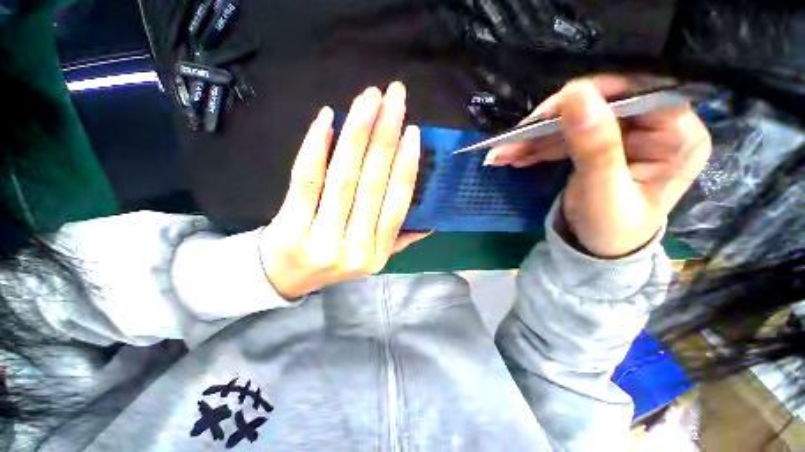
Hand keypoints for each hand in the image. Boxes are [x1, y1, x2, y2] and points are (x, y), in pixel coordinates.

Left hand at [260, 83, 428, 298]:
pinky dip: (317, 146)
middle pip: (371, 184)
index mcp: (377, 253)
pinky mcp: (291, 225)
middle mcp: (354, 247)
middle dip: (386, 136)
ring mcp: (322, 237)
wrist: (285, 277)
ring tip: (369, 99)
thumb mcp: (372, 259)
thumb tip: (429, 224)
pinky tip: (328, 118)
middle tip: (394, 97)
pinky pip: (307, 179)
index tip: (413, 132)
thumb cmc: (332, 262)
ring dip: (358, 132)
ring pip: (343, 177)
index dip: (405, 167)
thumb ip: (398, 241)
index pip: (396, 205)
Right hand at [487, 76, 710, 256]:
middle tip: (512, 139)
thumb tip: (576, 92)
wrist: (598, 250)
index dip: (594, 95)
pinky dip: (537, 146)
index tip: (548, 113)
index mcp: (678, 137)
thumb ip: (595, 146)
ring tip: (502, 153)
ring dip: (535, 138)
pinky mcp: (601, 143)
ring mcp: (627, 134)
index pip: (641, 93)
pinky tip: (514, 156)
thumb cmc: (611, 230)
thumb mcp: (604, 192)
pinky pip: (566, 137)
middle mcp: (657, 127)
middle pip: (600, 106)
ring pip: (575, 121)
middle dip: (551, 123)